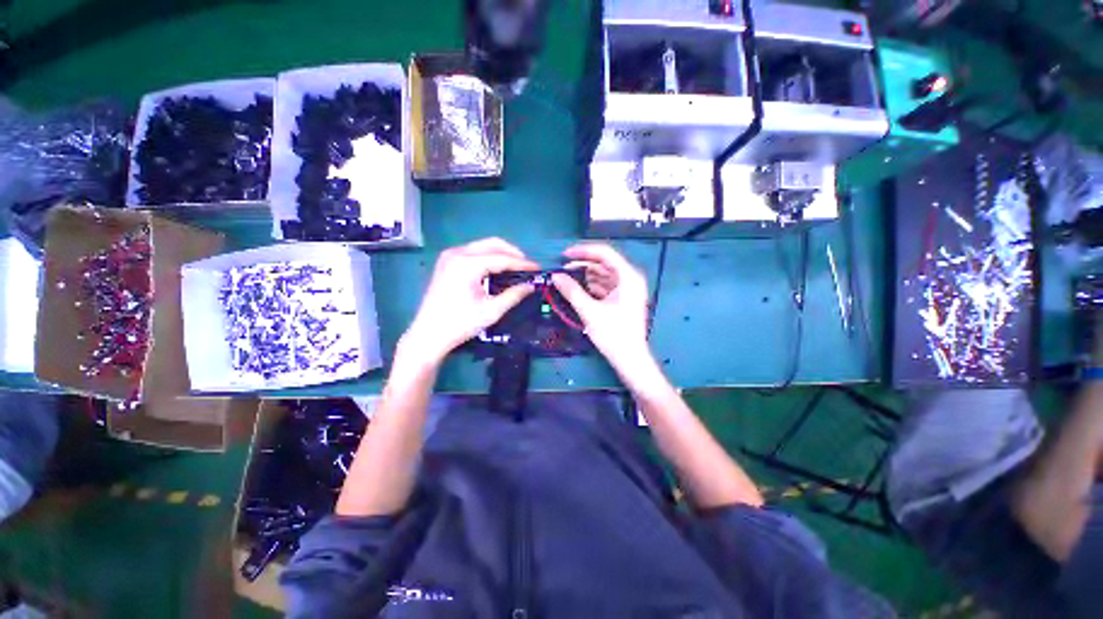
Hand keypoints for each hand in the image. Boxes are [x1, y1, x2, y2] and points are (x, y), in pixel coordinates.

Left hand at [403, 238, 536, 361]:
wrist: (428, 335)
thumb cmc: (460, 324)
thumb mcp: (491, 311)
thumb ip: (513, 295)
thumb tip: (531, 286)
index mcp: (467, 264)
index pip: (502, 258)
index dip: (522, 264)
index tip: (538, 268)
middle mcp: (457, 253)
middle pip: (492, 244)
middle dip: (512, 253)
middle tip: (527, 267)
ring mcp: (449, 256)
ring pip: (482, 246)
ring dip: (500, 254)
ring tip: (515, 268)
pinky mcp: (446, 262)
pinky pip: (473, 252)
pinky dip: (488, 257)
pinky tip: (497, 269)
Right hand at [552, 243, 652, 373]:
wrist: (630, 359)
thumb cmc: (614, 334)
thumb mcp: (590, 311)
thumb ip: (572, 291)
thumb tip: (555, 276)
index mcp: (628, 277)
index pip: (605, 253)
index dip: (583, 251)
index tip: (564, 255)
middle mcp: (630, 279)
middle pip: (603, 263)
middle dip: (582, 264)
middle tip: (561, 268)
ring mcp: (627, 289)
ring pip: (603, 275)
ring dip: (585, 275)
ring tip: (565, 278)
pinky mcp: (622, 299)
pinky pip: (604, 286)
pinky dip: (591, 286)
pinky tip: (576, 289)